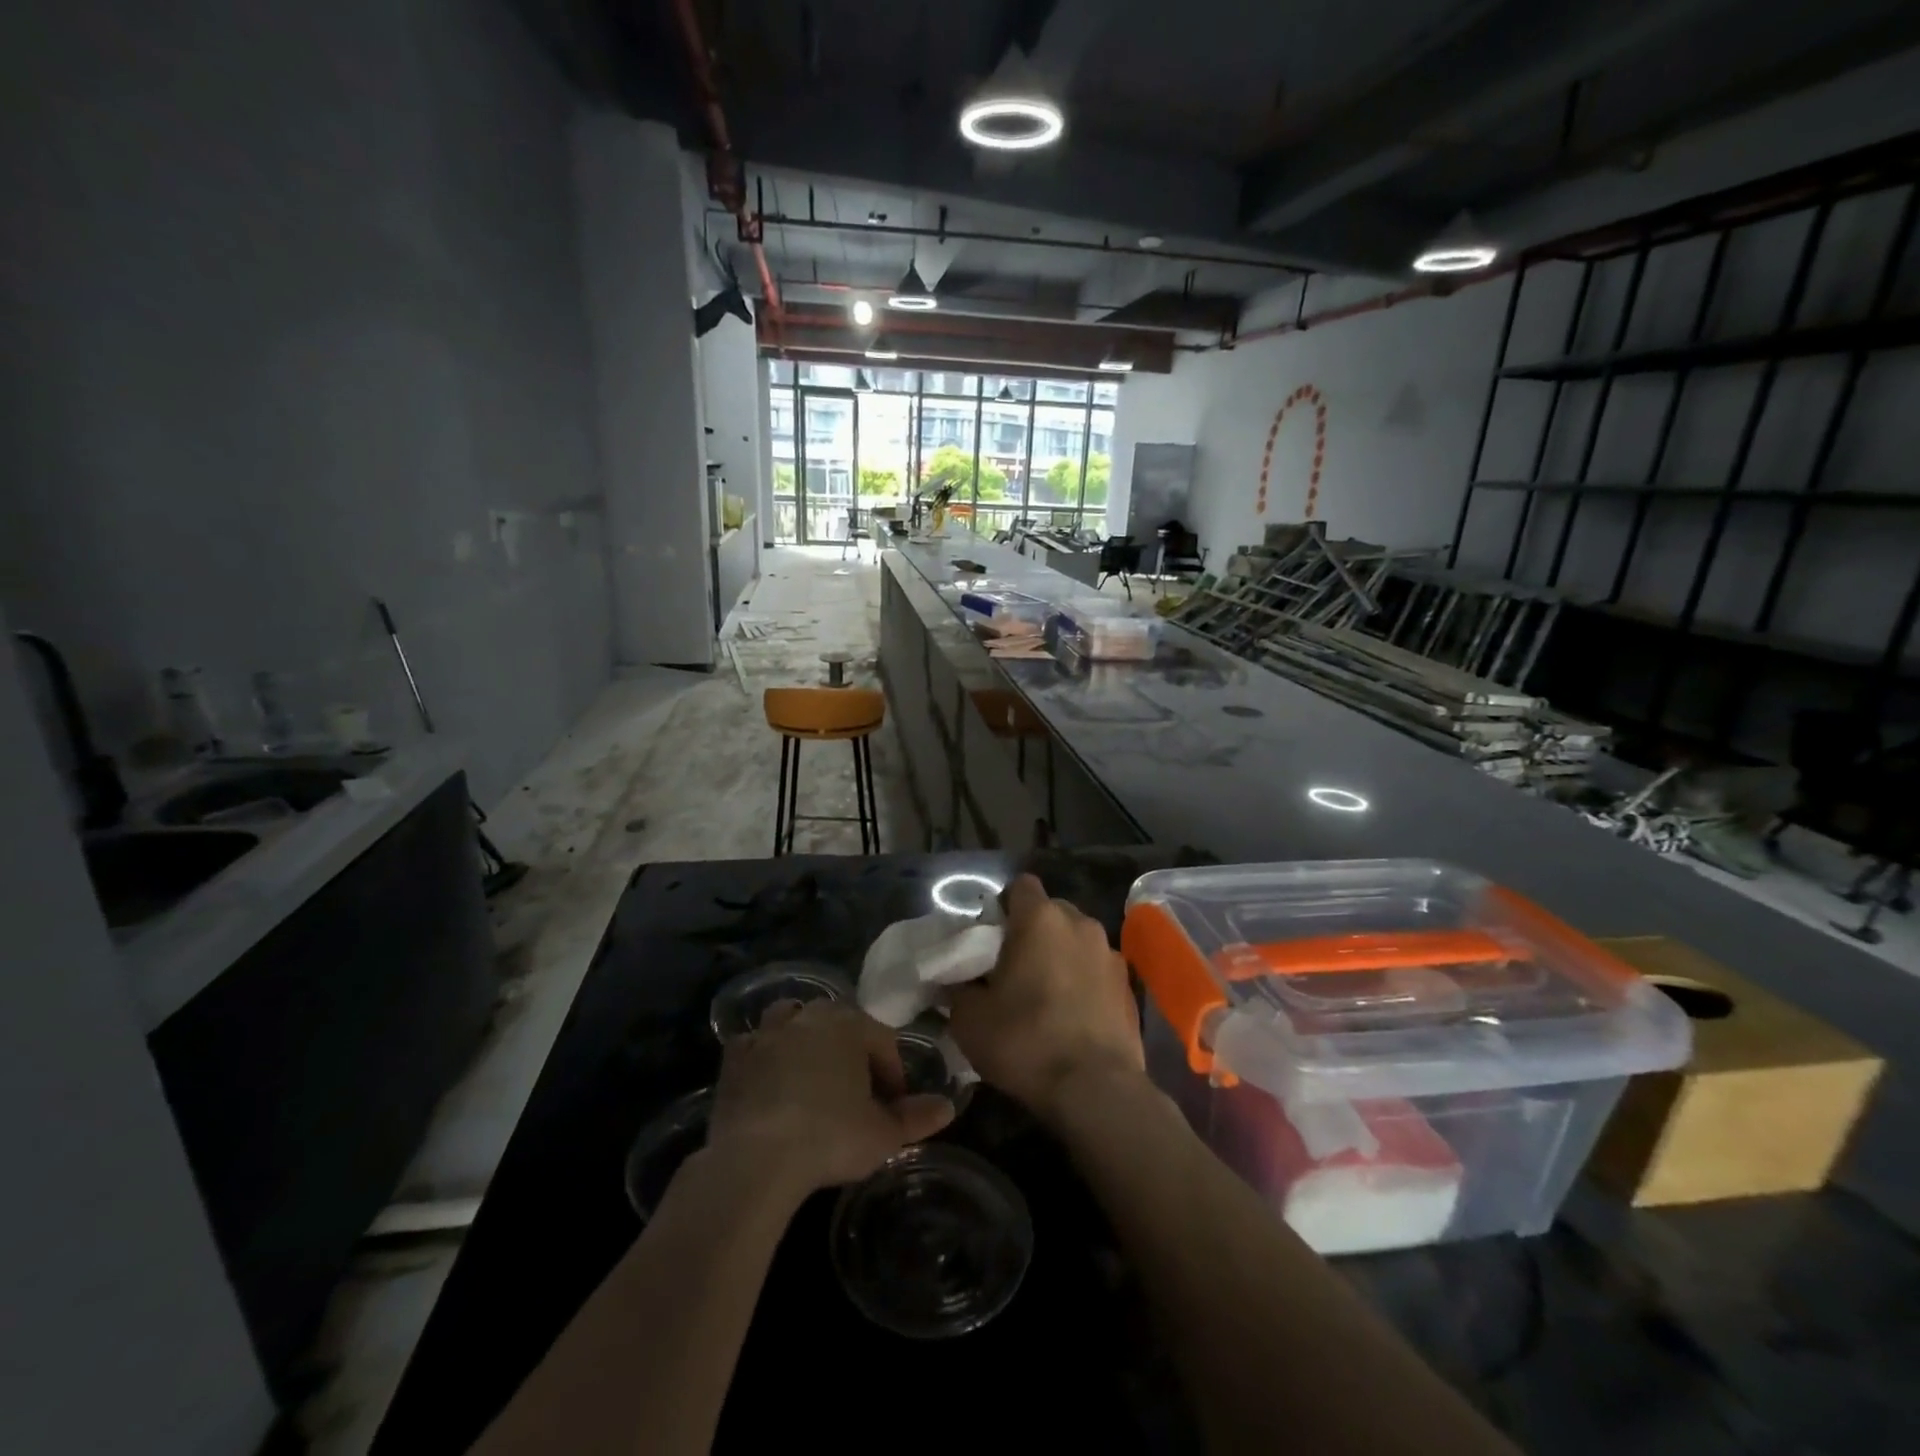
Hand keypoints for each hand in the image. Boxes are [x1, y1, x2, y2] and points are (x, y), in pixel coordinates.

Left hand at [706, 1001, 954, 1198]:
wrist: (756, 1159)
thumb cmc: (830, 1138)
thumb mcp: (883, 1135)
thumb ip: (917, 1118)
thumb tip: (947, 1106)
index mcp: (850, 1025)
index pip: (882, 1040)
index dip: (893, 1073)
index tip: (895, 1106)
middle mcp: (809, 1016)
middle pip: (838, 1022)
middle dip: (850, 1049)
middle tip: (856, 1091)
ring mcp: (768, 1033)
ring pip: (792, 1020)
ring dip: (804, 1038)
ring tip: (811, 1075)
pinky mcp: (734, 1057)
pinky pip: (754, 1045)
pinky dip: (764, 1056)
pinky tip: (768, 1082)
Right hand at [948, 874, 1144, 1121]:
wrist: (1096, 1090)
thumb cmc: (1026, 1042)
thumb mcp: (970, 1019)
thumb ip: (959, 988)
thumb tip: (958, 981)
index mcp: (1040, 918)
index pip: (1020, 886)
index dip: (1003, 907)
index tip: (990, 939)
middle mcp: (1080, 923)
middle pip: (1050, 912)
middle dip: (1032, 932)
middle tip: (1012, 968)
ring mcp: (1110, 953)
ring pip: (1076, 940)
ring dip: (1060, 956)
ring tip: (1045, 995)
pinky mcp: (1129, 985)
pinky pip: (1096, 969)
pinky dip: (1083, 981)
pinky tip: (1072, 1015)